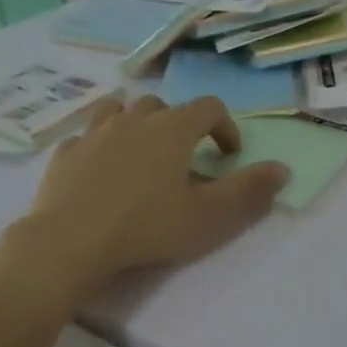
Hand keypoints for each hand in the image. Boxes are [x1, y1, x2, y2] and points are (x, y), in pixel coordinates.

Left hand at [0, 95, 288, 304]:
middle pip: (162, 105)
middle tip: (183, 158)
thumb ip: (249, 191)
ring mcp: (94, 133)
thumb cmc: (147, 227)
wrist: (69, 242)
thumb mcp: (209, 217)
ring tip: (140, 150)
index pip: (209, 108)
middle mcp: (133, 119)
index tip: (228, 155)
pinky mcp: (65, 153)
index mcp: (172, 129)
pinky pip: (86, 138)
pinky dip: (99, 146)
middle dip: (179, 125)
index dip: (225, 127)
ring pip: (119, 109)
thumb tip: (282, 169)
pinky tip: (100, 170)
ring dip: (135, 123)